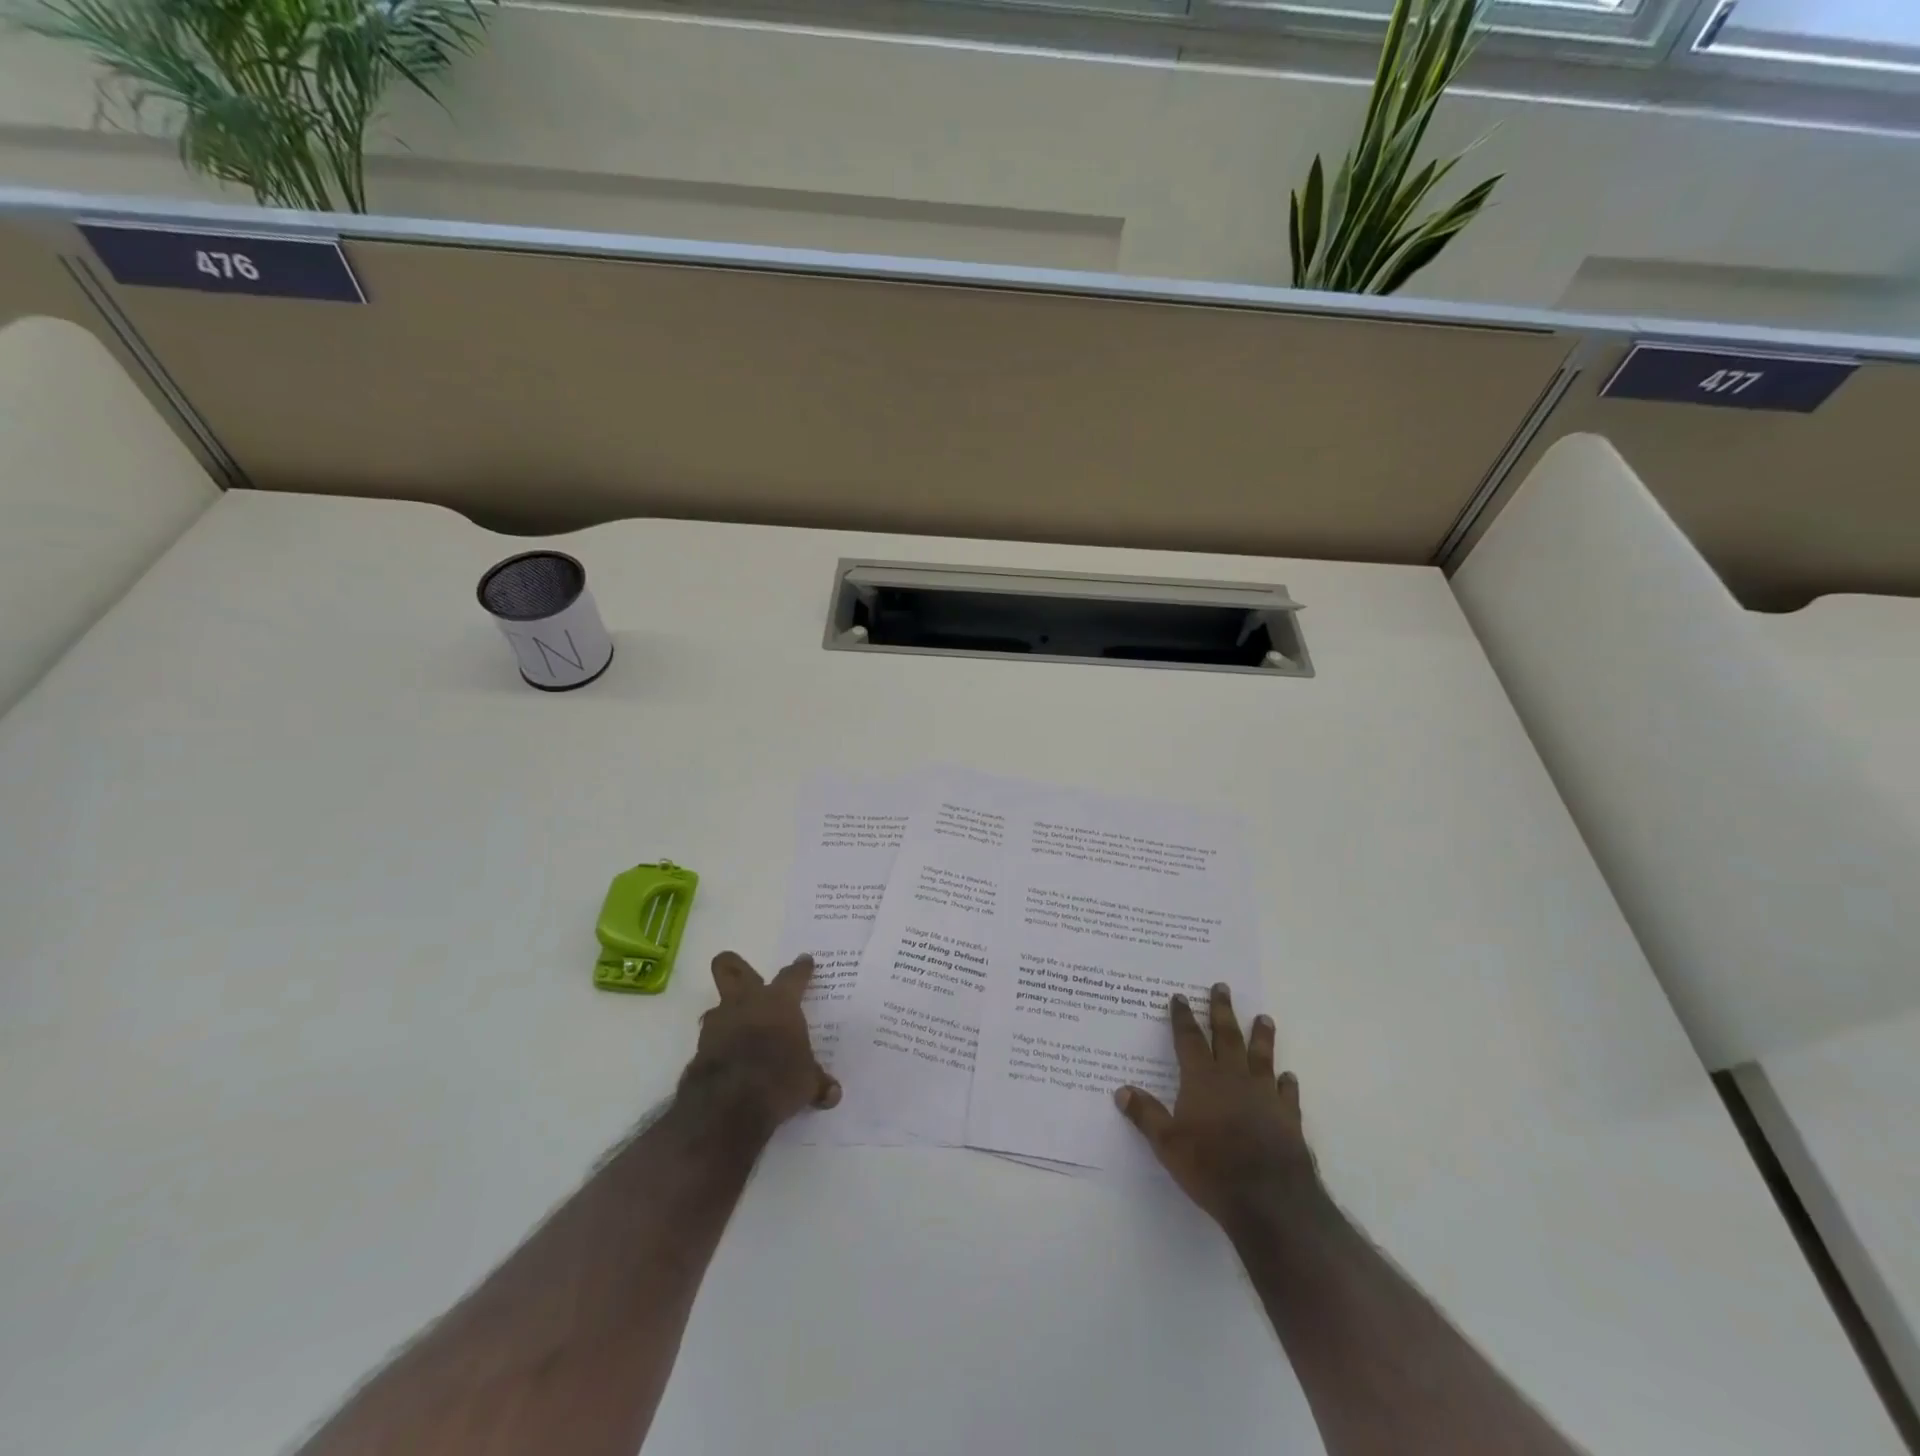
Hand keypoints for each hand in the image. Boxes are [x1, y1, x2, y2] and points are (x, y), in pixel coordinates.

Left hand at [681, 951, 841, 1128]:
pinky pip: (709, 1037)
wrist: (729, 1103)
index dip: (800, 969)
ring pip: (716, 1004)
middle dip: (734, 966)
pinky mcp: (700, 1047)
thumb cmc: (779, 1079)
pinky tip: (725, 1057)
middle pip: (732, 968)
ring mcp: (719, 1022)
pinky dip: (717, 1043)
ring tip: (735, 1025)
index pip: (793, 976)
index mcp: (780, 1002)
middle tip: (741, 972)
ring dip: (725, 1011)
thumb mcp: (806, 1083)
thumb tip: (834, 1094)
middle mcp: (747, 1003)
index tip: (805, 961)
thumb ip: (817, 1082)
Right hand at [1115, 983, 1319, 1230]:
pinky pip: (1286, 1093)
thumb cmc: (1211, 1167)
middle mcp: (1234, 1078)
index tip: (1180, 996)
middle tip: (1223, 987)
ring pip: (1261, 1056)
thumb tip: (1121, 1091)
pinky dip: (1286, 1083)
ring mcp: (1264, 1095)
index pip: (1189, 1039)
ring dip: (1261, 1036)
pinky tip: (1288, 1077)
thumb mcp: (1167, 1144)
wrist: (1270, 1199)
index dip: (1182, 1018)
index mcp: (1202, 1079)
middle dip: (1222, 1011)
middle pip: (1227, 1036)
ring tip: (1264, 1017)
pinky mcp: (1288, 1117)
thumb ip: (1146, 1115)